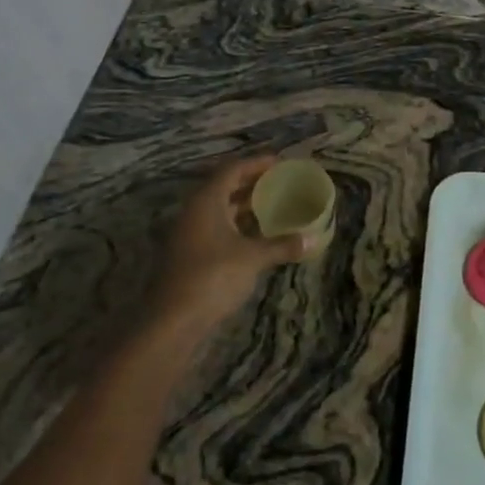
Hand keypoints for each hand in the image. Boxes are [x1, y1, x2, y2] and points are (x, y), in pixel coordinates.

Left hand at [152, 156, 308, 334]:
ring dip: (243, 206)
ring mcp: (188, 234)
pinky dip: (236, 226)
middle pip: (224, 187)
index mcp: (206, 201)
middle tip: (279, 183)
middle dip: (251, 183)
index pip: (232, 169)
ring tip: (272, 206)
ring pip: (219, 209)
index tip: (279, 162)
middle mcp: (194, 211)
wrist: (172, 321)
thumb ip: (282, 245)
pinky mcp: (188, 255)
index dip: (256, 163)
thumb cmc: (213, 277)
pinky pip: (215, 228)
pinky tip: (256, 236)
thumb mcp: (252, 258)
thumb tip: (313, 239)